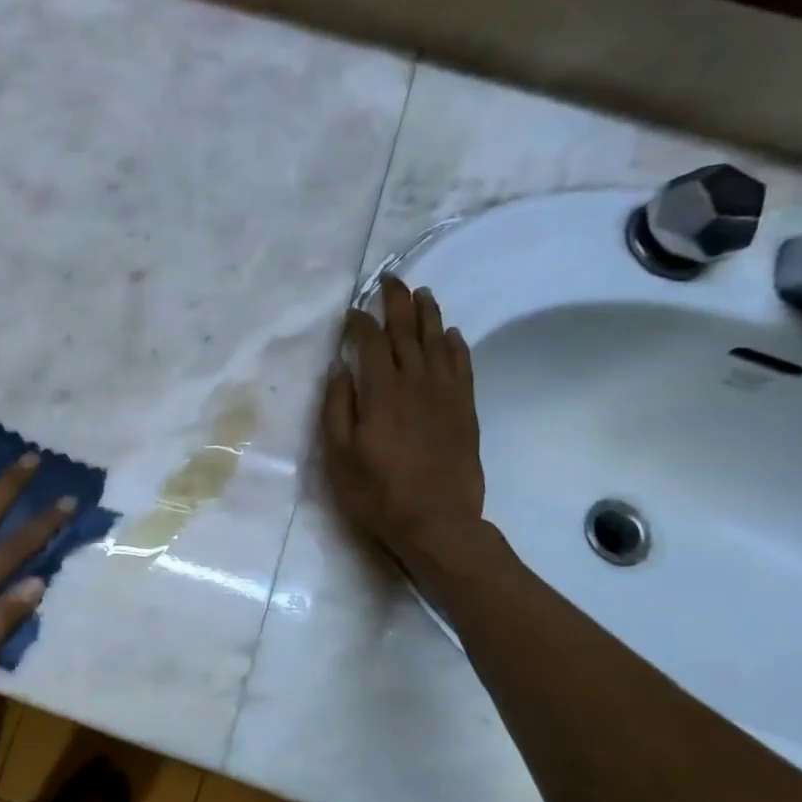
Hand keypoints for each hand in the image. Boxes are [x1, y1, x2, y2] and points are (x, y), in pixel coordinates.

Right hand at [323, 276, 486, 568]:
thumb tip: (339, 368)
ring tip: (422, 293)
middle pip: (407, 333)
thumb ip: (337, 407)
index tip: (352, 310)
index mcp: (381, 392)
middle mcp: (416, 383)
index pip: (370, 344)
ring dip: (428, 315)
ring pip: (437, 343)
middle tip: (391, 279)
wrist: (437, 522)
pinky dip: (455, 346)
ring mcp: (445, 395)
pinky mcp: (464, 410)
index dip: (360, 323)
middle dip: (397, 303)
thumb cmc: (377, 491)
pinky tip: (450, 334)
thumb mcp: (339, 454)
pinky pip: (462, 367)